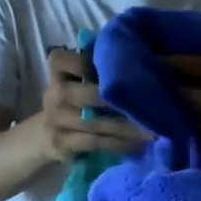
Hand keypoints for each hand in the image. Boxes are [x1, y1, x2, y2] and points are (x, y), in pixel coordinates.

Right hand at [33, 47, 151, 162]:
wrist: (47, 133)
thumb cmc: (76, 97)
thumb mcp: (81, 78)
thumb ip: (101, 66)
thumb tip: (143, 55)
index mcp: (58, 71)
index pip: (66, 60)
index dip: (90, 63)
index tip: (120, 70)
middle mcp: (54, 94)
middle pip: (87, 94)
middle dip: (118, 101)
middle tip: (150, 104)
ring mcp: (56, 120)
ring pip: (95, 123)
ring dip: (126, 127)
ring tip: (153, 129)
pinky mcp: (62, 144)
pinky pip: (95, 143)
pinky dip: (119, 144)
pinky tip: (140, 145)